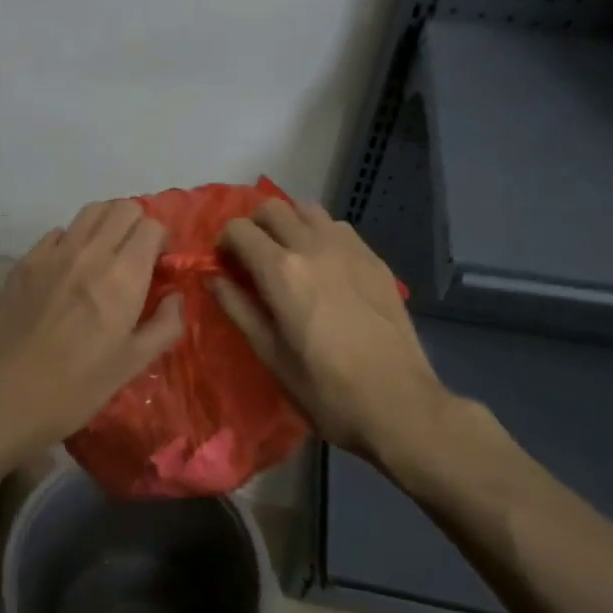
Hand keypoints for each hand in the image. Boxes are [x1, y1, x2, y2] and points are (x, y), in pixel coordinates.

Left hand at [0, 199, 184, 455]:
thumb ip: (164, 326)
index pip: (151, 226)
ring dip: (106, 225)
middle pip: (122, 208)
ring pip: (90, 211)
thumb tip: (175, 296)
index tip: (158, 267)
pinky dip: (73, 240)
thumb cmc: (76, 387)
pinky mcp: (25, 260)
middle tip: (135, 257)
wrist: (3, 395)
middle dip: (137, 225)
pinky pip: (58, 232)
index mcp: (122, 277)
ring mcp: (53, 253)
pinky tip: (69, 270)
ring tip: (106, 255)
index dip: (160, 242)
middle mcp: (90, 252)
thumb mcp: (132, 365)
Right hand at [212, 199, 453, 462]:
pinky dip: (321, 235)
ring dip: (289, 224)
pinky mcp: (375, 259)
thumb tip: (213, 278)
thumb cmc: (325, 390)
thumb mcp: (270, 354)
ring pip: (308, 209)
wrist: (399, 404)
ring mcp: (349, 248)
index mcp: (281, 271)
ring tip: (289, 256)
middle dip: (254, 226)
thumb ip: (237, 308)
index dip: (224, 243)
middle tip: (253, 258)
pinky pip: (339, 228)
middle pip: (272, 207)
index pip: (238, 229)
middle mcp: (313, 246)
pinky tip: (325, 267)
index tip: (225, 266)